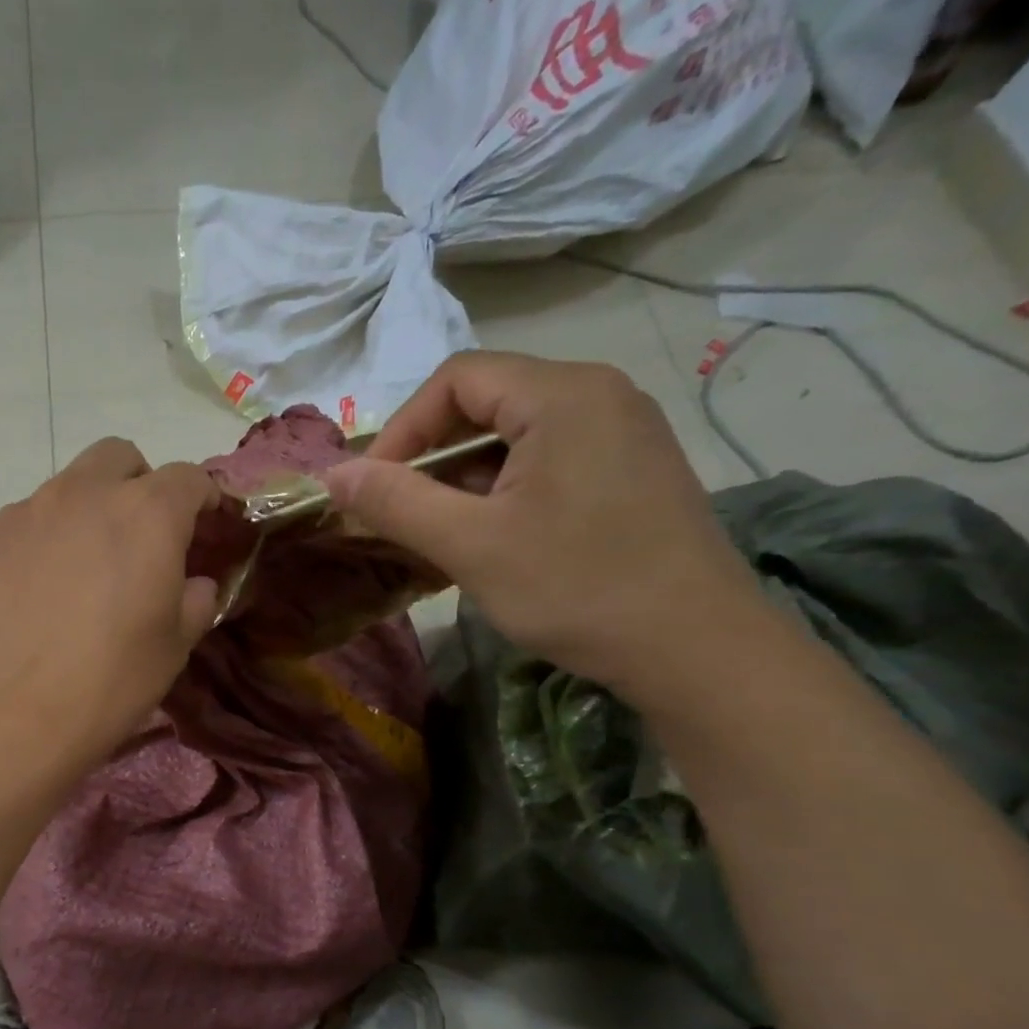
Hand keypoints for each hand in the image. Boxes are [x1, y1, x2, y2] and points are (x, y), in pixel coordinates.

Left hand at [0, 438, 220, 772]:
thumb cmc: (102, 687)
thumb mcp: (171, 651)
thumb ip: (195, 602)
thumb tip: (195, 583)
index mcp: (145, 515)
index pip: (188, 478)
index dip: (204, 499)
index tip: (206, 528)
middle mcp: (83, 495)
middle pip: (120, 458)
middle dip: (140, 485)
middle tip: (141, 541)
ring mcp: (25, 512)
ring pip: (68, 487)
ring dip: (88, 513)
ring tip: (82, 576)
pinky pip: (25, 522)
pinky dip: (44, 541)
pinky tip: (35, 595)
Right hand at [320, 352, 762, 696]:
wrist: (696, 649)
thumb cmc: (576, 588)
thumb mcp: (470, 545)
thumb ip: (395, 503)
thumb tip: (332, 474)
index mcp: (563, 394)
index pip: (456, 379)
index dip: (401, 430)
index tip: (374, 490)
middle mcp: (600, 394)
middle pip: (487, 401)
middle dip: (431, 457)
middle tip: (403, 516)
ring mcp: (624, 431)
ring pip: (516, 435)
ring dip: (465, 479)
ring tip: (443, 535)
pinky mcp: (633, 469)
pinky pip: (549, 459)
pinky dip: (505, 490)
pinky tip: (495, 539)